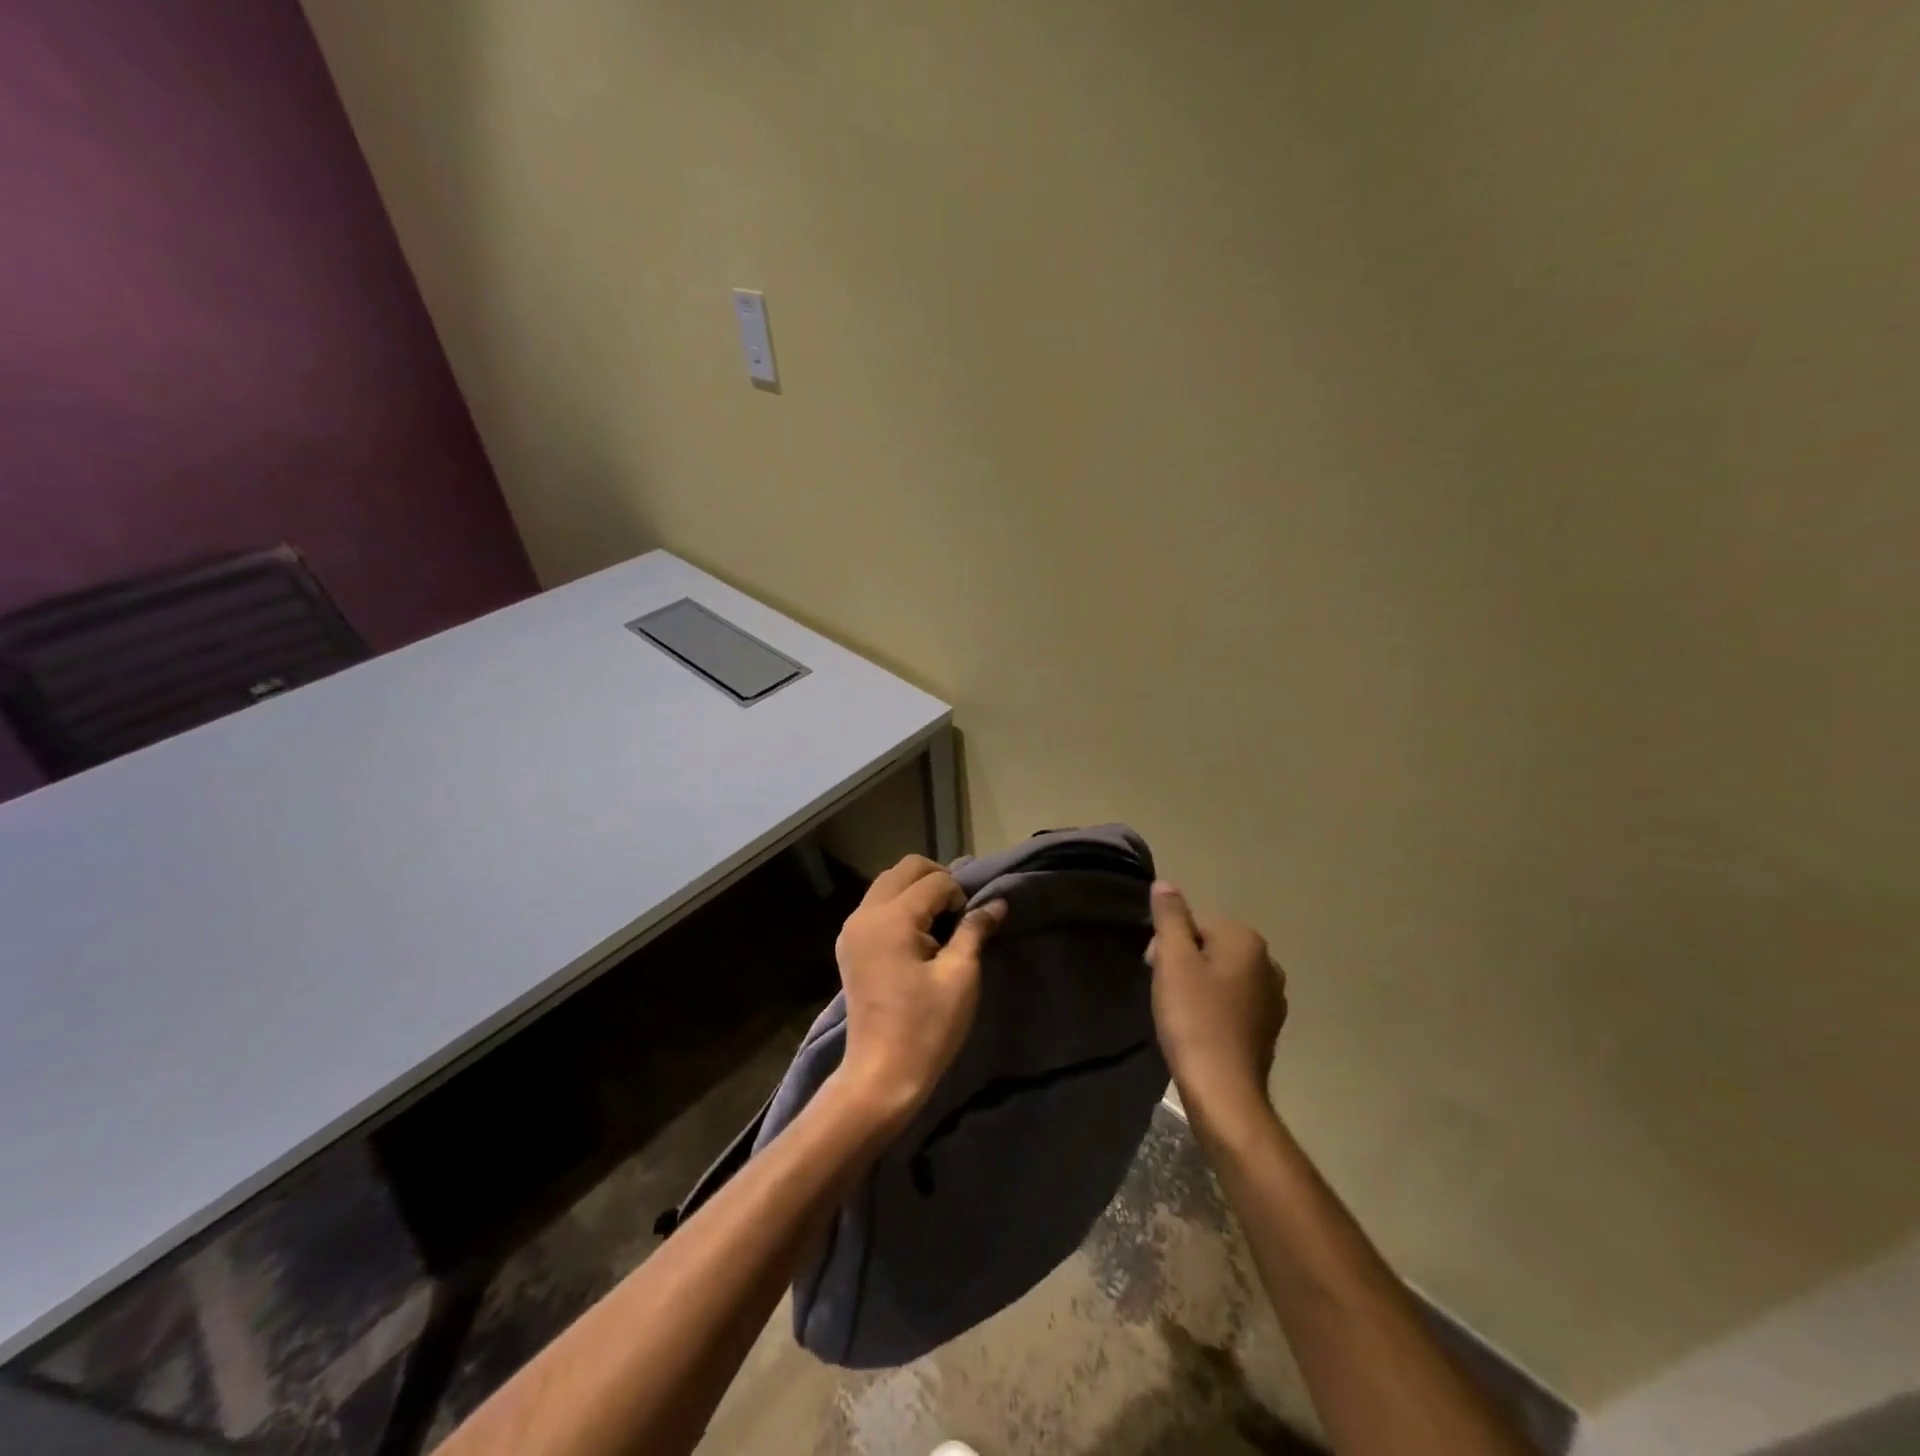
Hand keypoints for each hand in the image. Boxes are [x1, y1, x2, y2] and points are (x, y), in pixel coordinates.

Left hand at [831, 855, 1005, 1126]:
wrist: (881, 1075)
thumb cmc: (926, 1027)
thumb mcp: (960, 976)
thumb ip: (975, 930)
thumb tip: (997, 903)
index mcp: (892, 918)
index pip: (935, 880)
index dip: (960, 895)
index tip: (970, 927)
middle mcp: (865, 914)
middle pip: (905, 869)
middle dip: (937, 879)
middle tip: (958, 913)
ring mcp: (852, 929)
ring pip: (887, 883)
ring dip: (917, 890)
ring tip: (940, 924)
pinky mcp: (849, 945)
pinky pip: (876, 905)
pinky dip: (899, 906)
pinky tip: (917, 936)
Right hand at [1147, 881, 1287, 1125]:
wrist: (1223, 1090)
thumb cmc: (1194, 1018)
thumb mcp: (1173, 960)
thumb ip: (1170, 918)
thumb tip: (1165, 884)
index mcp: (1247, 941)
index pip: (1196, 923)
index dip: (1169, 944)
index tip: (1155, 969)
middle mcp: (1268, 963)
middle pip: (1210, 947)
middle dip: (1183, 962)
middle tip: (1164, 992)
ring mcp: (1272, 998)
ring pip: (1221, 975)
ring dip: (1197, 986)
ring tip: (1179, 1013)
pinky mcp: (1268, 1028)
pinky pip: (1232, 1002)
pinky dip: (1213, 1008)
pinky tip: (1198, 1029)